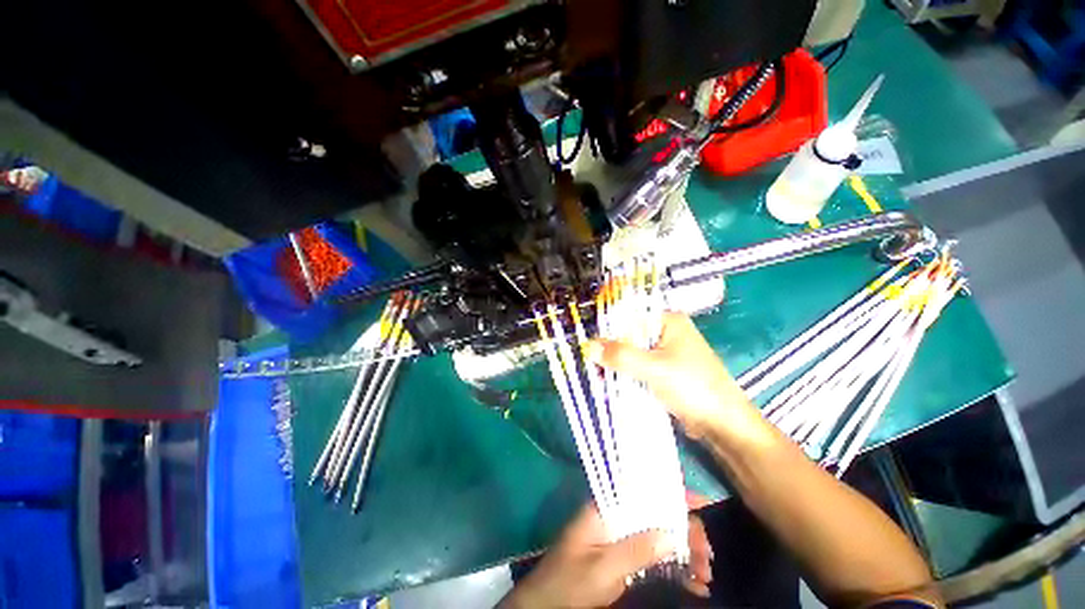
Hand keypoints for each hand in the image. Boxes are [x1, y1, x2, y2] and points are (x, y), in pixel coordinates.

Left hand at [500, 504, 712, 608]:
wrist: (545, 606)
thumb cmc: (569, 582)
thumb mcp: (603, 568)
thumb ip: (636, 549)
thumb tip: (672, 531)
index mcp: (607, 507)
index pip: (643, 489)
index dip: (673, 493)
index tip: (703, 504)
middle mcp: (616, 517)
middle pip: (656, 514)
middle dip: (685, 532)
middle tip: (707, 559)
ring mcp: (620, 538)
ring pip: (659, 536)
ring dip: (684, 553)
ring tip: (704, 576)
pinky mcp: (623, 559)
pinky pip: (654, 557)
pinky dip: (675, 569)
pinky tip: (693, 585)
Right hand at [587, 312, 765, 443]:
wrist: (723, 425)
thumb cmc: (692, 387)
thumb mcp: (654, 368)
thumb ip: (620, 355)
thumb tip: (588, 346)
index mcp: (667, 321)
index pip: (629, 317)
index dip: (607, 328)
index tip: (589, 344)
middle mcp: (664, 333)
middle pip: (628, 336)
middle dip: (610, 350)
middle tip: (591, 364)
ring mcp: (663, 353)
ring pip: (630, 353)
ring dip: (615, 364)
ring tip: (598, 376)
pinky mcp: (662, 371)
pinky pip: (636, 367)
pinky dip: (624, 374)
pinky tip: (611, 383)